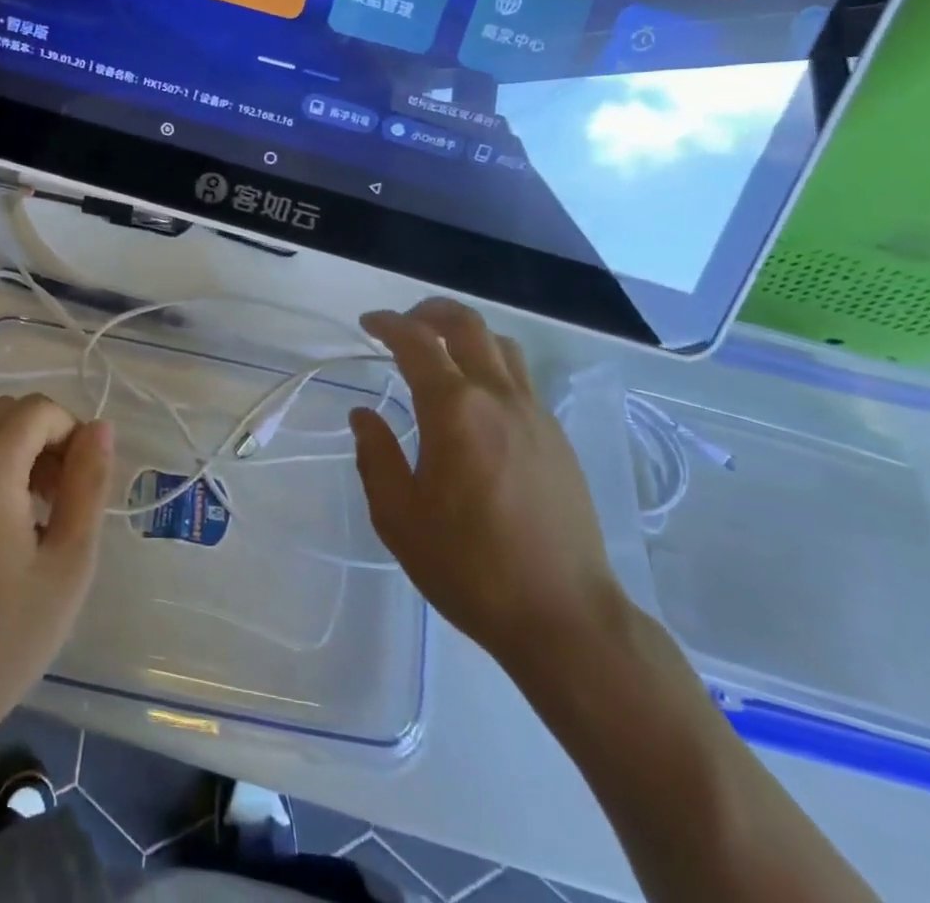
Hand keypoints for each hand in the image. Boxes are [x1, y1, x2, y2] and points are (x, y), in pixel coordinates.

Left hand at [0, 395, 113, 762]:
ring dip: (13, 454)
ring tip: (33, 518)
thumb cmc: (3, 639)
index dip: (70, 431)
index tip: (82, 481)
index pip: (36, 410)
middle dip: (42, 439)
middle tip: (61, 498)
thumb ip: (88, 484)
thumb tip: (99, 428)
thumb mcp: (68, 563)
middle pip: (4, 414)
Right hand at [350, 299, 623, 673]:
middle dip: (429, 312)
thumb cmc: (470, 567)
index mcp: (455, 410)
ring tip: (440, 352)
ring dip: (466, 334)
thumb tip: (364, 416)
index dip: (388, 324)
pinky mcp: (557, 438)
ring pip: (501, 346)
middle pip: (467, 324)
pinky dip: (491, 365)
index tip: (368, 323)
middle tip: (403, 323)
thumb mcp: (399, 517)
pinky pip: (520, 379)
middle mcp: (498, 397)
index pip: (417, 342)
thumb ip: (376, 457)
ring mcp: (535, 415)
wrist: (565, 618)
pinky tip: (475, 401)